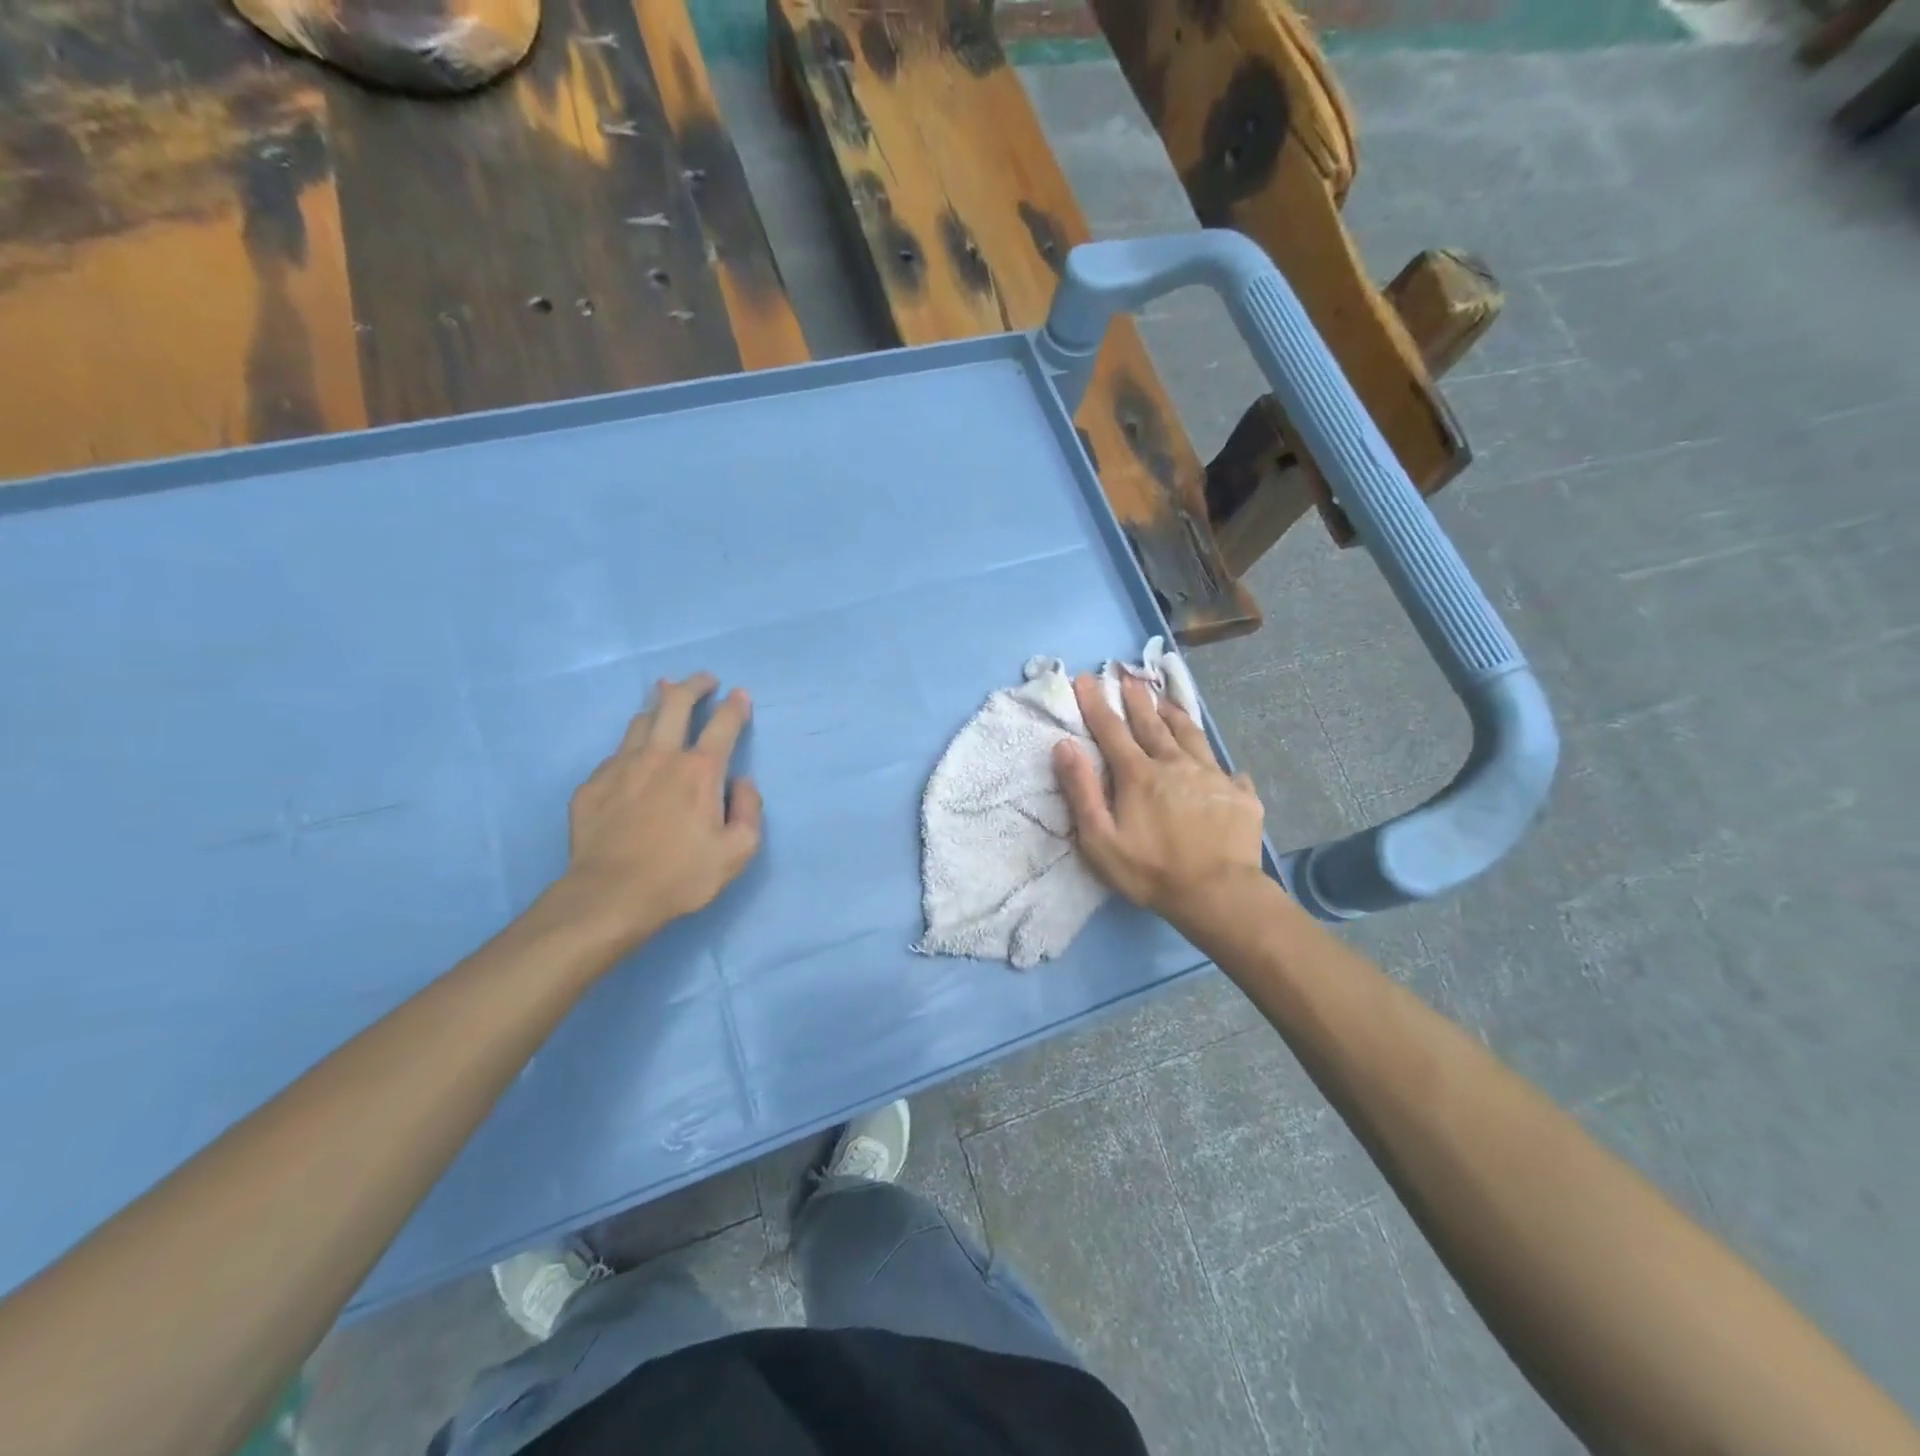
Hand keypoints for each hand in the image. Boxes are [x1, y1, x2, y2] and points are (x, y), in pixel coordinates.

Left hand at [557, 673, 763, 950]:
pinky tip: (633, 759)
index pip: (723, 724)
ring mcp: (620, 767)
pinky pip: (616, 754)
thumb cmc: (681, 876)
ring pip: (641, 721)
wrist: (610, 897)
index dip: (736, 706)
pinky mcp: (592, 785)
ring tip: (665, 699)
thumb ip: (749, 810)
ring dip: (658, 706)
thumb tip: (742, 782)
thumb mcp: (738, 852)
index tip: (740, 695)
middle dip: (694, 685)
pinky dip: (632, 748)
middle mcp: (661, 757)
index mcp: (700, 771)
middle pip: (675, 703)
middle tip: (705, 680)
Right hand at [1052, 673, 1265, 927]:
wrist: (1218, 894)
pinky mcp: (1239, 795)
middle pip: (1152, 725)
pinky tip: (1221, 767)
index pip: (1111, 730)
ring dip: (1175, 715)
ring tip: (1166, 701)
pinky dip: (1217, 763)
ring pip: (1191, 736)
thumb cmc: (1149, 870)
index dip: (1096, 703)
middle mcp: (1175, 764)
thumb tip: (1064, 745)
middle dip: (1137, 699)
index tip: (1086, 678)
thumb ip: (1082, 790)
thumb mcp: (1099, 838)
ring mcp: (1212, 776)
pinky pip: (1227, 770)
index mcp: (1139, 774)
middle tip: (1129, 677)